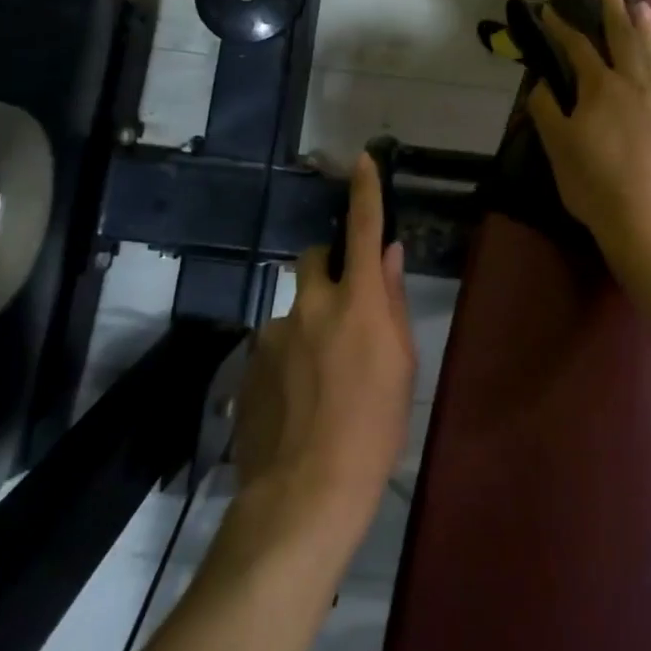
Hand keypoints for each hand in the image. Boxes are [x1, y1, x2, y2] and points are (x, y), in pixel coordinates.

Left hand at [231, 153, 415, 555]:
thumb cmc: (374, 429)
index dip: (365, 192)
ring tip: (322, 376)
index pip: (364, 231)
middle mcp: (311, 305)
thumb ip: (393, 303)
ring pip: (295, 307)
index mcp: (358, 303)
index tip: (363, 160)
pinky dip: (290, 354)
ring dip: (310, 322)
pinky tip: (298, 398)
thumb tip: (390, 256)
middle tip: (344, 307)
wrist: (305, 491)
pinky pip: (275, 341)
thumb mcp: (400, 365)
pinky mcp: (250, 363)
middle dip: (329, 268)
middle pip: (314, 259)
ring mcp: (274, 333)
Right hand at [527, 0, 650, 279]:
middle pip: (622, 38)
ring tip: (641, 3)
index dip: (563, 28)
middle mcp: (634, 83)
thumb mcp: (558, 150)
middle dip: (613, 9)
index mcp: (600, 89)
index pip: (577, 49)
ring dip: (646, 26)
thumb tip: (541, 82)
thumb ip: (547, 111)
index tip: (552, 10)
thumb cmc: (597, 187)